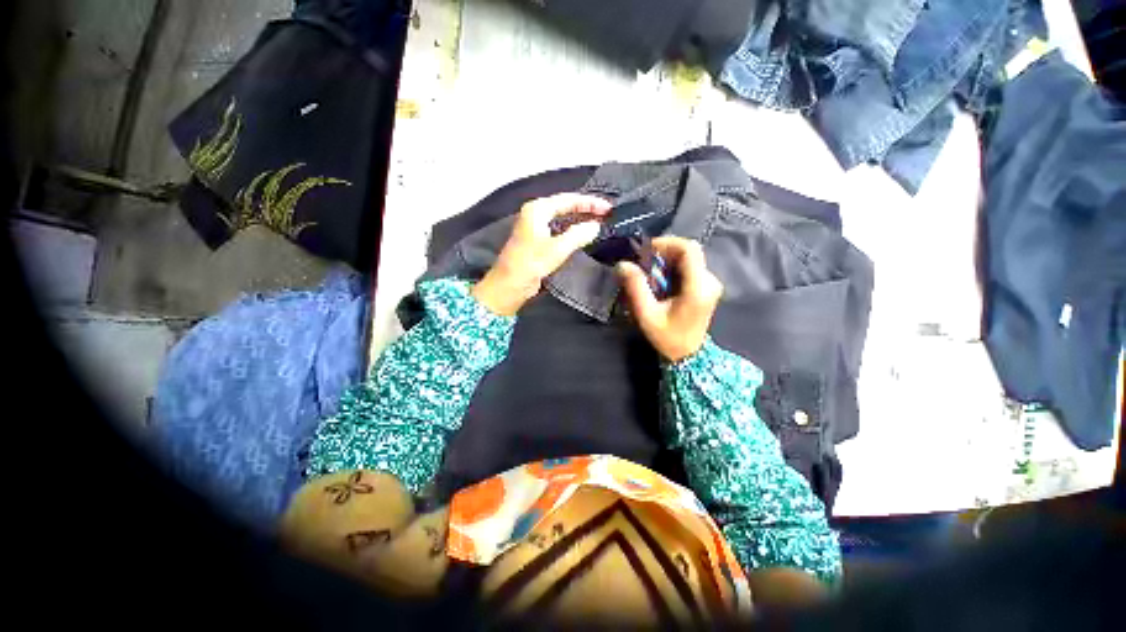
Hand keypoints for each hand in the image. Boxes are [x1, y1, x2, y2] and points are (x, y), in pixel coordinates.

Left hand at [472, 193, 609, 315]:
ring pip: (562, 218)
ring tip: (599, 222)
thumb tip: (595, 226)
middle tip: (606, 214)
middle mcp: (536, 214)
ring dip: (580, 220)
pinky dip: (572, 230)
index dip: (590, 203)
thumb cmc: (531, 263)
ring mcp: (536, 227)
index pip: (568, 199)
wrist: (510, 285)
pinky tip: (583, 235)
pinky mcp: (538, 240)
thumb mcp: (557, 248)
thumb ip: (578, 234)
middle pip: (565, 206)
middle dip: (586, 209)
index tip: (608, 208)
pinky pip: (559, 229)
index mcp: (538, 209)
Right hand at [617, 237, 722, 361]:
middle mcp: (709, 281)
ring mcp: (710, 283)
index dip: (667, 243)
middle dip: (663, 252)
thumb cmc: (668, 337)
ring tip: (649, 273)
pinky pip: (689, 267)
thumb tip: (623, 264)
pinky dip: (672, 268)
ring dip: (666, 260)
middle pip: (688, 251)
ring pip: (688, 258)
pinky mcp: (706, 286)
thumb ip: (635, 288)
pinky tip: (659, 280)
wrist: (689, 355)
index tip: (646, 250)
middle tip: (643, 263)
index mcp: (698, 287)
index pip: (689, 249)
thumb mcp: (647, 315)